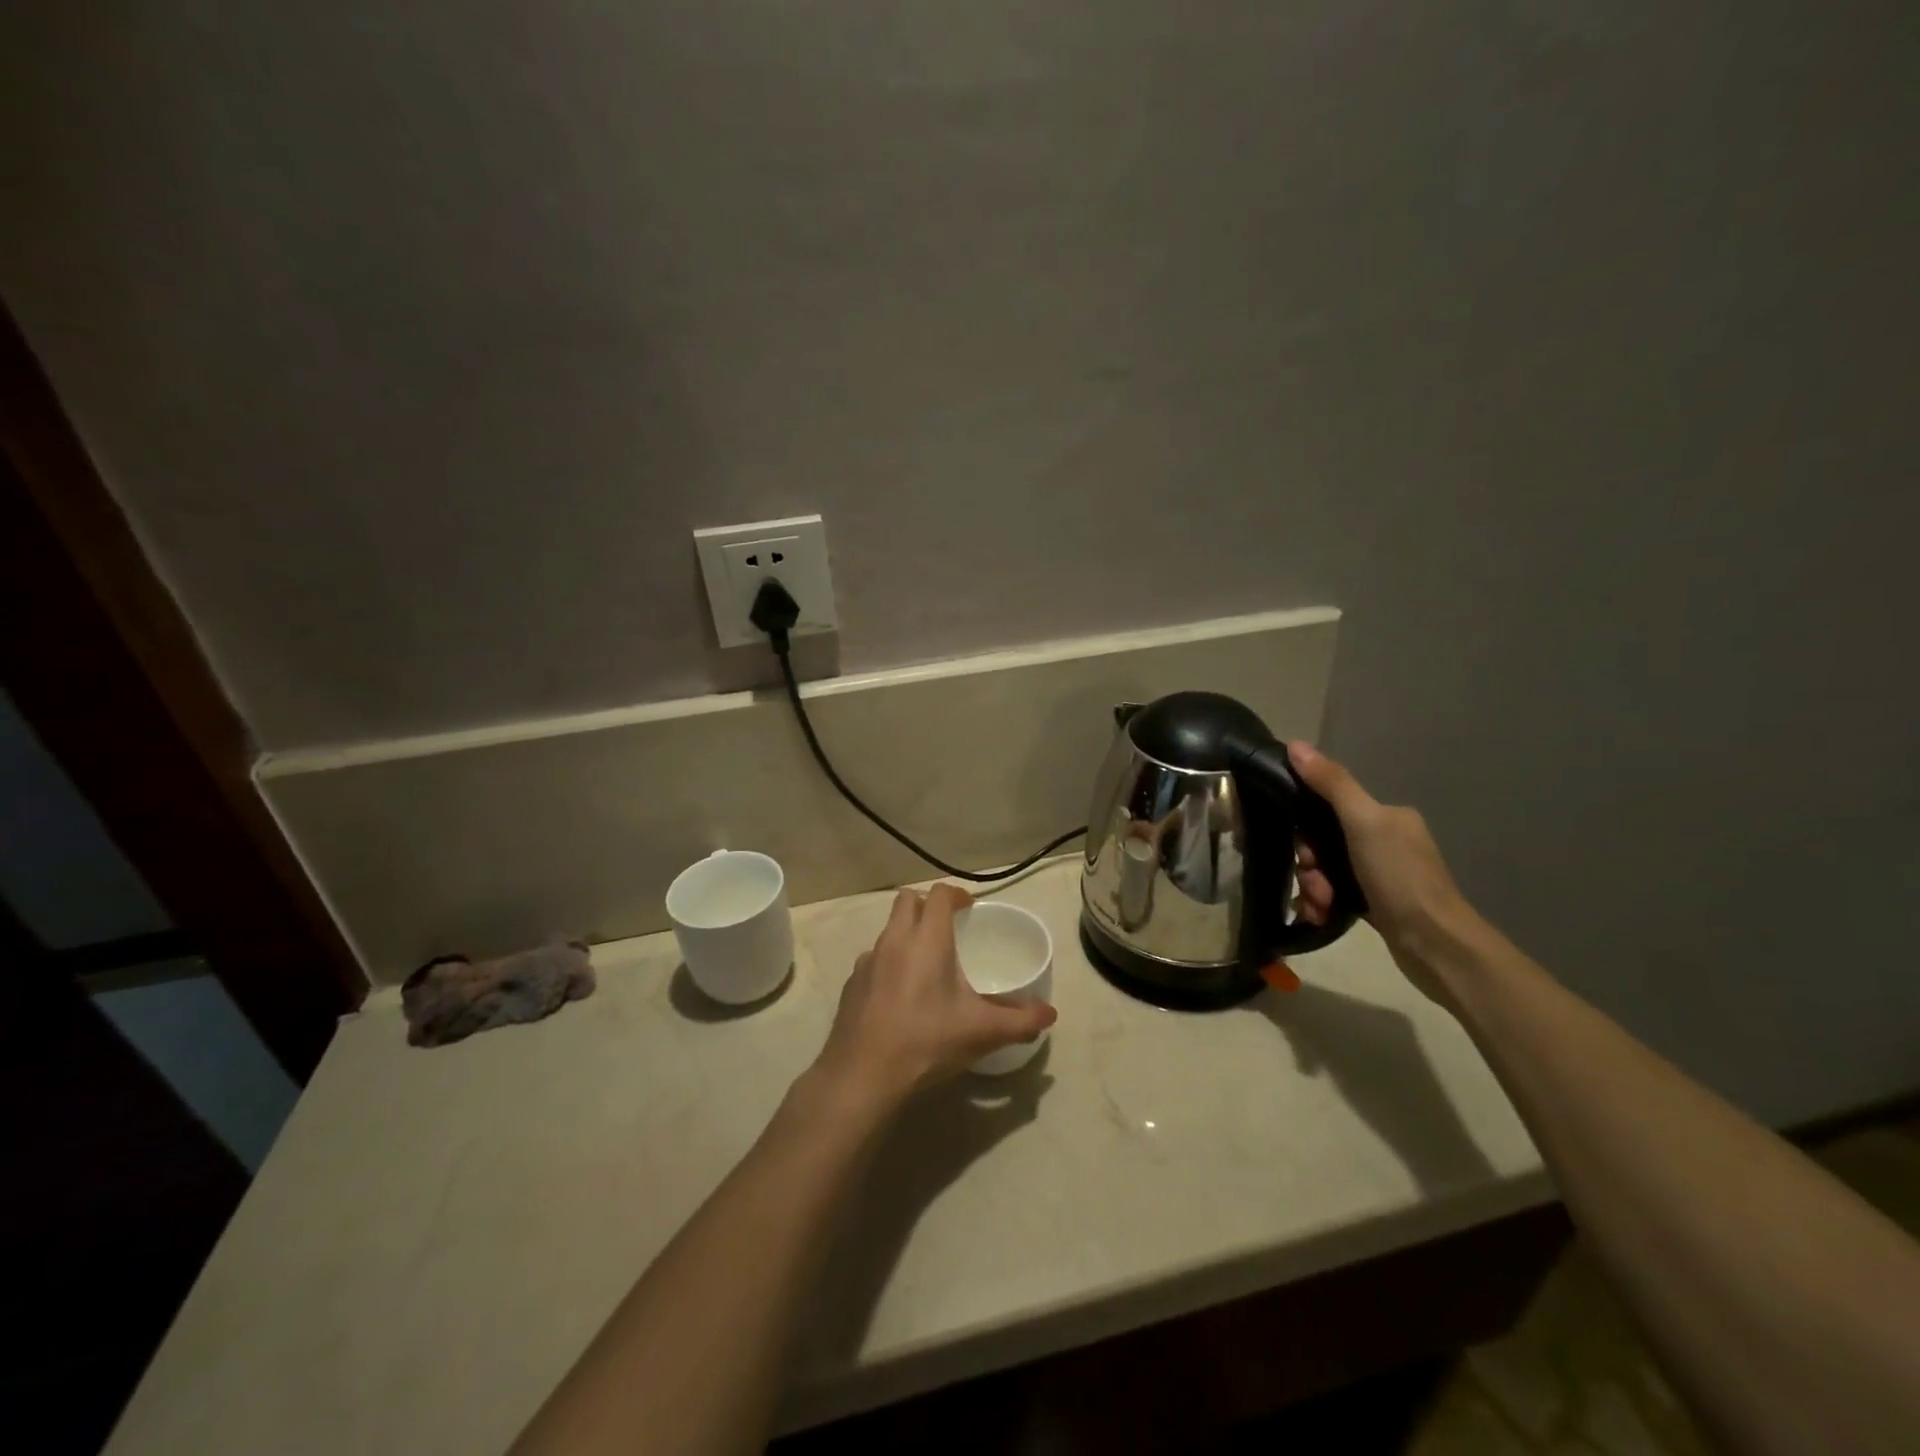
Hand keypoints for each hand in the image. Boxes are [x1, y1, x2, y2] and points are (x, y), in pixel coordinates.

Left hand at [813, 885, 1057, 1109]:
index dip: (956, 895)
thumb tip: (1050, 1014)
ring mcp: (867, 961)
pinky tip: (899, 996)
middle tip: (948, 928)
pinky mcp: (851, 983)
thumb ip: (1020, 1021)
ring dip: (906, 934)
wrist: (863, 1076)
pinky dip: (888, 963)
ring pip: (888, 930)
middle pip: (907, 900)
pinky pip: (873, 959)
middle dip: (927, 905)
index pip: (939, 895)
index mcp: (927, 940)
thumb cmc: (927, 1043)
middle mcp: (894, 940)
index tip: (969, 909)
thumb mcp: (982, 1033)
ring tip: (925, 965)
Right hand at [1285, 741, 1479, 999]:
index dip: (1306, 828)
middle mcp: (1386, 840)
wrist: (1435, 945)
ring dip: (1313, 887)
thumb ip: (1331, 784)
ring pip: (1326, 869)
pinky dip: (1323, 903)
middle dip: (1309, 864)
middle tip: (1314, 883)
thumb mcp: (1363, 823)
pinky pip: (1335, 893)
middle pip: (1324, 841)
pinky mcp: (1377, 903)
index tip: (1303, 850)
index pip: (1329, 806)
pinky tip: (1320, 915)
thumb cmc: (1400, 878)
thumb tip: (1295, 744)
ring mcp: (1382, 873)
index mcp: (1387, 816)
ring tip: (1320, 905)